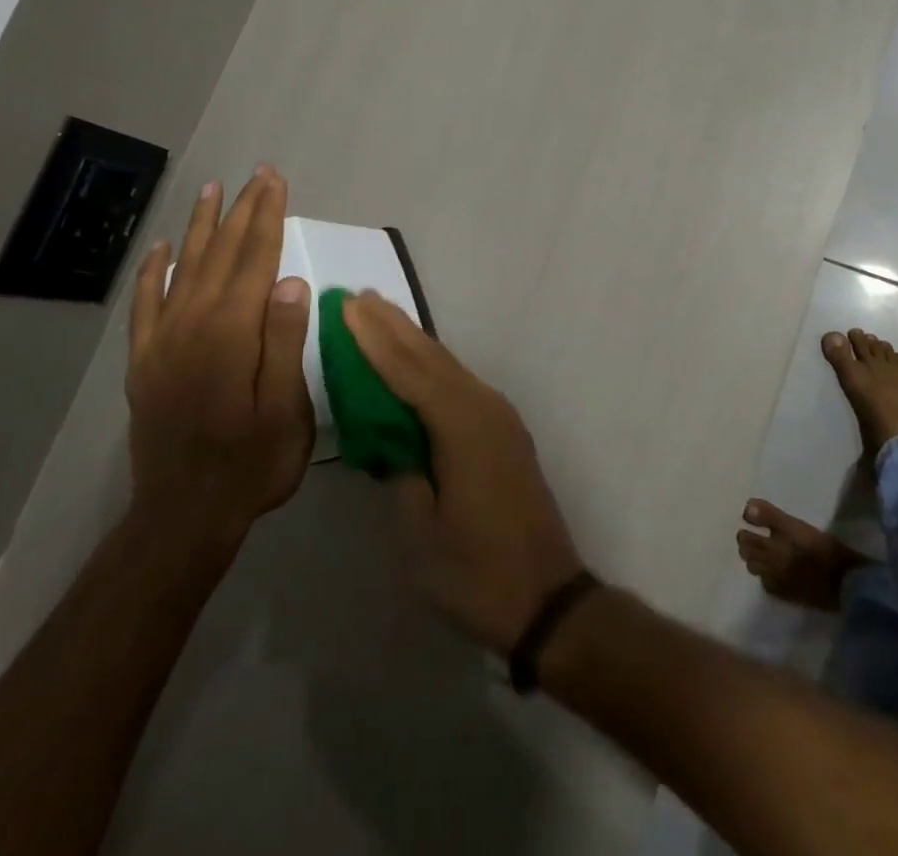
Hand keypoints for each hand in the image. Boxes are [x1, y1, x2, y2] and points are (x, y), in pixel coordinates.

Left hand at [125, 167, 313, 548]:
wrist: (182, 519)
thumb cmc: (249, 465)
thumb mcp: (284, 411)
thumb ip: (283, 342)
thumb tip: (291, 279)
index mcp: (231, 333)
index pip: (255, 259)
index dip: (268, 217)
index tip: (276, 182)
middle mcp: (192, 325)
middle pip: (221, 254)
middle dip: (243, 210)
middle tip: (258, 174)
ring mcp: (163, 342)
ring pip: (184, 268)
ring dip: (202, 227)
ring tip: (213, 191)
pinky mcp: (145, 362)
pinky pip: (146, 304)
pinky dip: (154, 271)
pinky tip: (163, 248)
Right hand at [342, 293, 585, 653]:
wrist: (549, 600)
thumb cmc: (478, 573)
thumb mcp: (422, 535)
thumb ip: (404, 478)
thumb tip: (397, 445)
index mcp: (462, 426)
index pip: (409, 371)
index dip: (375, 338)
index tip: (348, 307)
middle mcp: (484, 408)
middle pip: (432, 357)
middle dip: (394, 326)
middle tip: (360, 297)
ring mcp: (499, 418)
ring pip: (448, 367)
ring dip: (413, 341)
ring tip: (381, 317)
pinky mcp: (504, 433)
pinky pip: (459, 385)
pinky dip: (431, 367)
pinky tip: (416, 364)